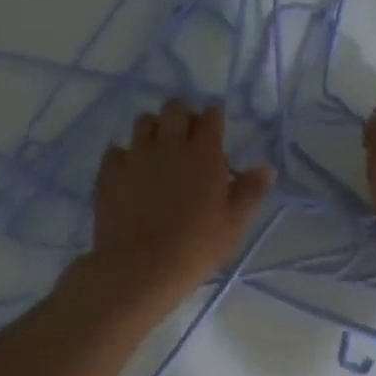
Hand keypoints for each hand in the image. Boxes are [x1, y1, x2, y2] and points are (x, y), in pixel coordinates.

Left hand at [85, 99, 272, 312]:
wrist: (141, 267)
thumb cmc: (196, 246)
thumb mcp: (234, 224)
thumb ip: (250, 192)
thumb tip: (267, 168)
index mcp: (204, 153)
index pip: (211, 115)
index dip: (214, 120)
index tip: (215, 134)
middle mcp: (169, 144)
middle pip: (174, 107)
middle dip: (182, 117)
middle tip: (186, 141)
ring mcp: (136, 155)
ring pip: (143, 122)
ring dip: (154, 130)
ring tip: (158, 153)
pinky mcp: (109, 171)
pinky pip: (116, 150)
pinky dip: (125, 156)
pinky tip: (130, 175)